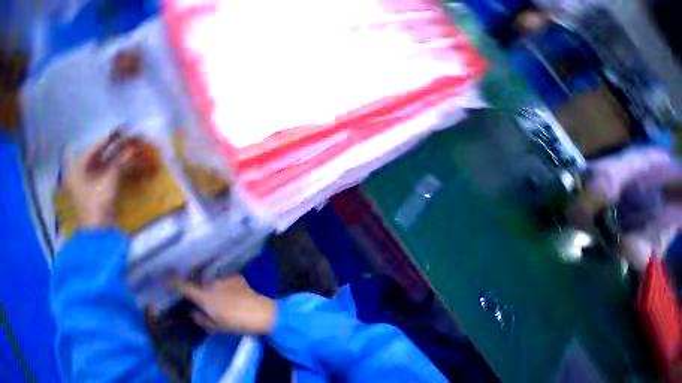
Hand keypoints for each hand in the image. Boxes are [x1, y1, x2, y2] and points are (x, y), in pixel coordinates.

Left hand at [64, 139, 128, 227]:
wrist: (100, 226)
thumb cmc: (99, 201)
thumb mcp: (109, 180)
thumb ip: (120, 163)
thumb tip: (132, 149)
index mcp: (78, 170)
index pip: (92, 151)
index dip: (106, 142)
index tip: (119, 133)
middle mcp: (83, 173)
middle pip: (100, 157)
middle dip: (115, 149)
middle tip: (128, 141)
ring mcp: (92, 182)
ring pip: (107, 165)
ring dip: (120, 158)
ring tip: (132, 150)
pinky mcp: (101, 189)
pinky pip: (111, 173)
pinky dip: (121, 168)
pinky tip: (130, 163)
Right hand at [174, 275, 275, 334]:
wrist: (256, 310)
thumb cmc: (233, 322)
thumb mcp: (213, 326)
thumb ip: (200, 318)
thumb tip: (194, 310)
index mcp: (205, 297)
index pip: (186, 287)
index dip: (175, 281)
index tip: (167, 277)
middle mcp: (214, 284)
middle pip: (200, 281)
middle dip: (196, 283)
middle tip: (196, 288)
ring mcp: (227, 278)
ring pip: (213, 279)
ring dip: (211, 282)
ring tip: (216, 289)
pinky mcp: (237, 276)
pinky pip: (225, 277)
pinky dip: (223, 281)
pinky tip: (229, 288)